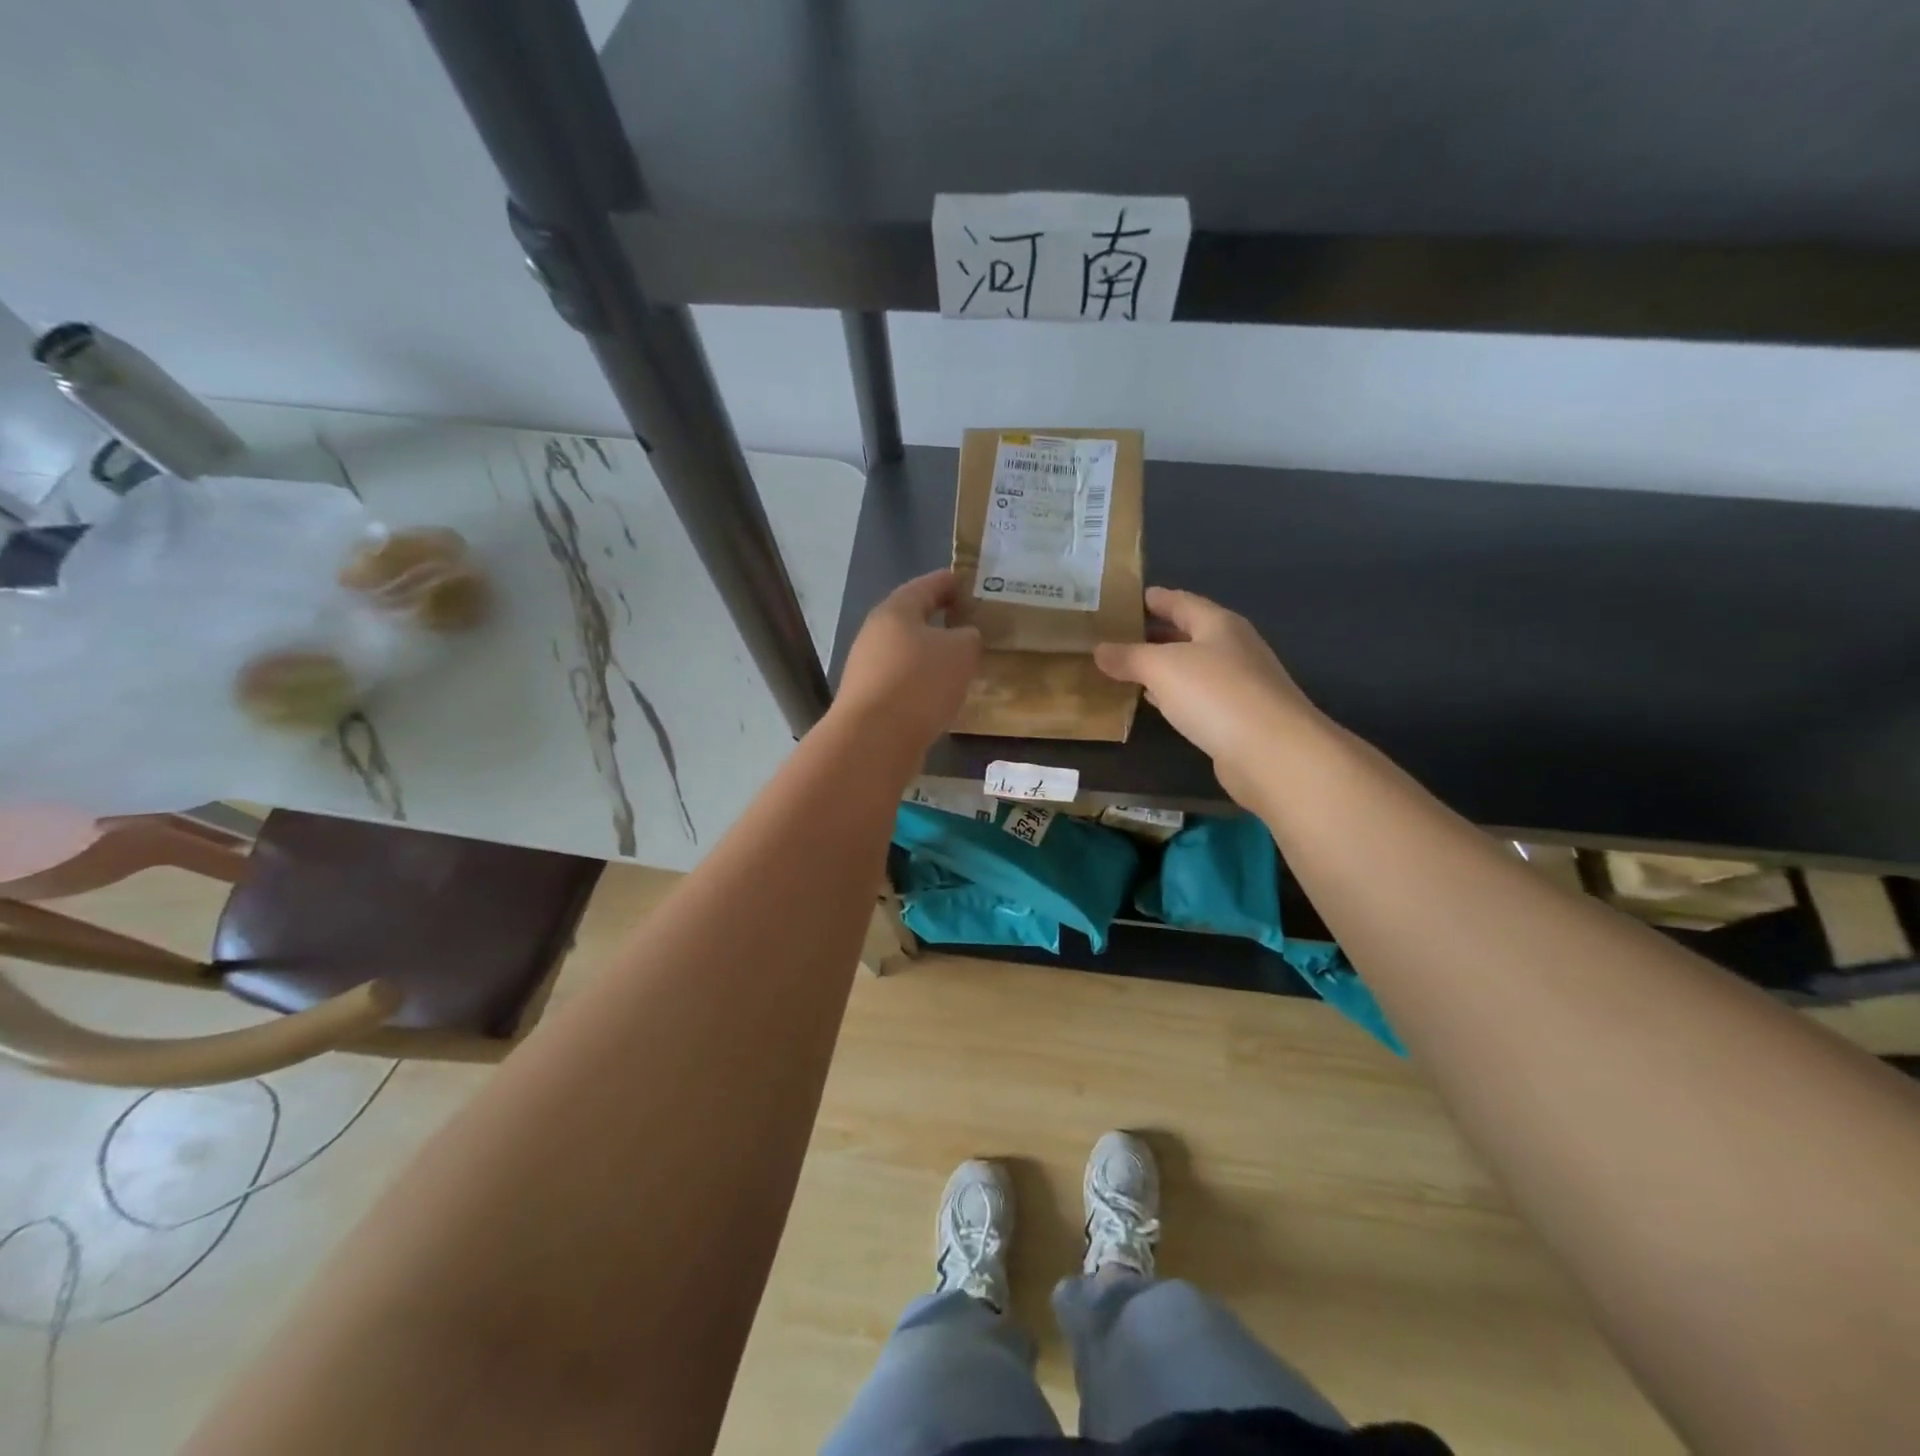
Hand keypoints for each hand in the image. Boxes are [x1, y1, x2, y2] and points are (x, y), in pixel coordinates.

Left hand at [831, 569, 982, 755]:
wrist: (875, 739)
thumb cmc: (920, 682)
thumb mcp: (961, 652)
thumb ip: (969, 637)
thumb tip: (963, 637)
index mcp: (896, 611)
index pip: (926, 585)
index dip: (949, 582)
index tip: (968, 583)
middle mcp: (875, 634)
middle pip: (911, 620)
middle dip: (939, 621)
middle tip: (968, 623)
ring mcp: (867, 669)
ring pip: (906, 653)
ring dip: (930, 656)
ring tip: (960, 664)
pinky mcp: (869, 700)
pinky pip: (903, 682)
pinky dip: (922, 683)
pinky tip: (940, 695)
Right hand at [1095, 588, 1321, 801]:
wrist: (1271, 751)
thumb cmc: (1216, 694)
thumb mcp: (1162, 667)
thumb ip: (1129, 657)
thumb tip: (1099, 650)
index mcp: (1219, 624)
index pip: (1182, 602)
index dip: (1157, 599)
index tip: (1129, 598)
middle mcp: (1233, 648)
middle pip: (1189, 634)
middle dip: (1156, 634)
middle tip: (1119, 635)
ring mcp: (1239, 684)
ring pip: (1193, 667)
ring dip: (1163, 667)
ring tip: (1128, 668)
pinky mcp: (1237, 718)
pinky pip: (1197, 697)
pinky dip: (1174, 695)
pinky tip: (1156, 703)